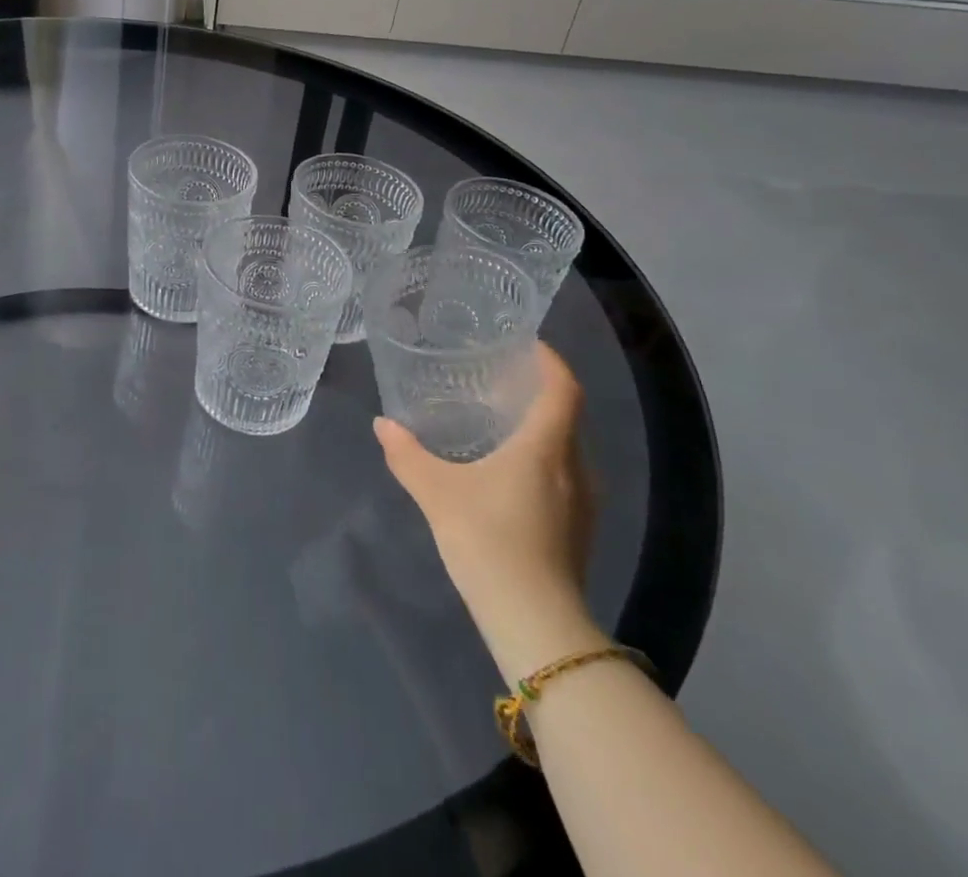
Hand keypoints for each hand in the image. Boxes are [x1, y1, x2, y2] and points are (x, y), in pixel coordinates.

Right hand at [375, 342, 600, 678]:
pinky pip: (566, 477)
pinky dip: (543, 460)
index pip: (563, 389)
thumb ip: (407, 455)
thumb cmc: (489, 540)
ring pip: (568, 450)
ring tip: (502, 423)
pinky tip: (511, 474)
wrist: (535, 623)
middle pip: (567, 416)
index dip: (551, 361)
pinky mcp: (579, 531)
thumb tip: (383, 425)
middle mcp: (574, 468)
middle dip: (540, 393)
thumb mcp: (436, 493)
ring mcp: (584, 504)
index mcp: (546, 447)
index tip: (529, 344)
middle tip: (502, 380)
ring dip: (542, 429)